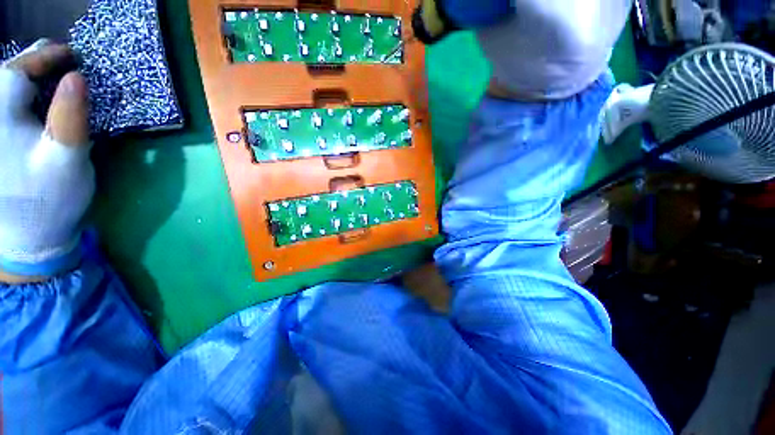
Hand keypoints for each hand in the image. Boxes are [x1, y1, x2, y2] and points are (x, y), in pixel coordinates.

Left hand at [0, 40, 93, 282]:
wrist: (28, 238)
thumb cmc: (49, 200)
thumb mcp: (66, 160)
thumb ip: (69, 118)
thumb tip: (77, 78)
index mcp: (0, 118)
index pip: (19, 70)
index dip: (47, 57)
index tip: (73, 54)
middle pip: (5, 76)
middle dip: (33, 63)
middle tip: (59, 58)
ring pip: (2, 90)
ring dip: (25, 78)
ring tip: (46, 73)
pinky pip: (3, 108)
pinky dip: (18, 96)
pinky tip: (30, 99)